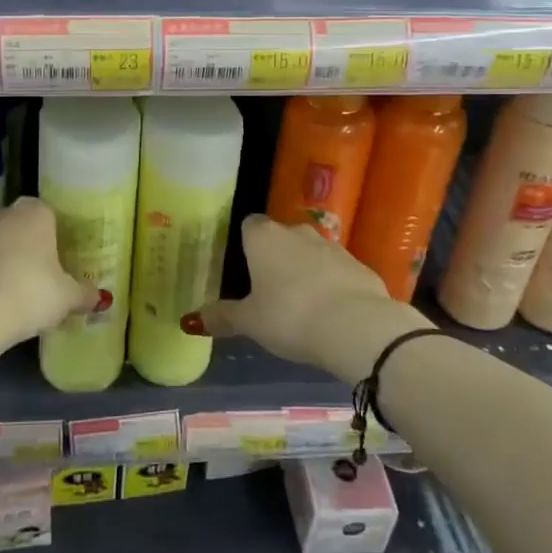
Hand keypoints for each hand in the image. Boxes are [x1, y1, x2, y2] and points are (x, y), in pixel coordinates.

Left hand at [0, 197, 95, 346]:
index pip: (49, 212)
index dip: (56, 233)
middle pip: (22, 225)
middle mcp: (5, 215)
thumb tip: (101, 298)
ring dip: (8, 259)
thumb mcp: (67, 297)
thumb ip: (85, 294)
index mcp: (37, 213)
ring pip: (0, 242)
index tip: (63, 255)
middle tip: (45, 272)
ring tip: (22, 289)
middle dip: (32, 244)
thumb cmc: (32, 292)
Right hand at [190, 215, 423, 382]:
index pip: (248, 225)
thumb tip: (191, 320)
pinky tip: (329, 312)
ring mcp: (333, 246)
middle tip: (267, 289)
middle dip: (275, 257)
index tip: (242, 267)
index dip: (245, 243)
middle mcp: (298, 232)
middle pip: (280, 237)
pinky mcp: (360, 266)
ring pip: (311, 253)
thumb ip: (222, 317)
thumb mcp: (250, 322)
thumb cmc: (290, 317)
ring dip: (305, 270)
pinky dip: (331, 285)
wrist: (357, 327)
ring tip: (299, 303)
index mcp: (264, 237)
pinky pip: (337, 271)